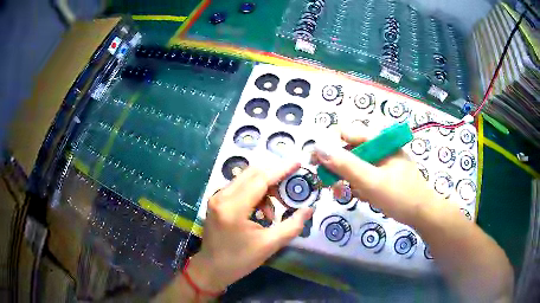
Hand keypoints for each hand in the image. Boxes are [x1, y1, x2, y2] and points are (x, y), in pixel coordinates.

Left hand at [187, 163, 313, 292]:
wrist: (212, 269)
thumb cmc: (239, 260)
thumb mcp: (269, 245)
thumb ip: (292, 225)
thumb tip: (309, 209)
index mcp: (233, 208)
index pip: (260, 180)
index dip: (281, 170)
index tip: (297, 163)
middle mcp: (221, 196)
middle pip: (252, 173)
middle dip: (274, 177)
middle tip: (289, 189)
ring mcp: (216, 197)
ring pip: (245, 178)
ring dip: (264, 187)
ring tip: (274, 210)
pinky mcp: (216, 201)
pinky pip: (239, 187)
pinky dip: (254, 192)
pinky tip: (260, 211)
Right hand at [313, 129, 439, 225]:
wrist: (423, 214)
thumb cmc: (400, 195)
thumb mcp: (371, 181)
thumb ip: (345, 164)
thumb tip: (318, 148)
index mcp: (379, 140)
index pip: (346, 133)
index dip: (329, 146)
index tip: (316, 164)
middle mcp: (380, 147)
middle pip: (350, 150)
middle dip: (339, 169)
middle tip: (334, 186)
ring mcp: (383, 161)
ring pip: (356, 165)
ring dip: (349, 180)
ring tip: (352, 195)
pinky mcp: (384, 174)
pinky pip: (365, 176)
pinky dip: (360, 186)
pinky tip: (364, 197)